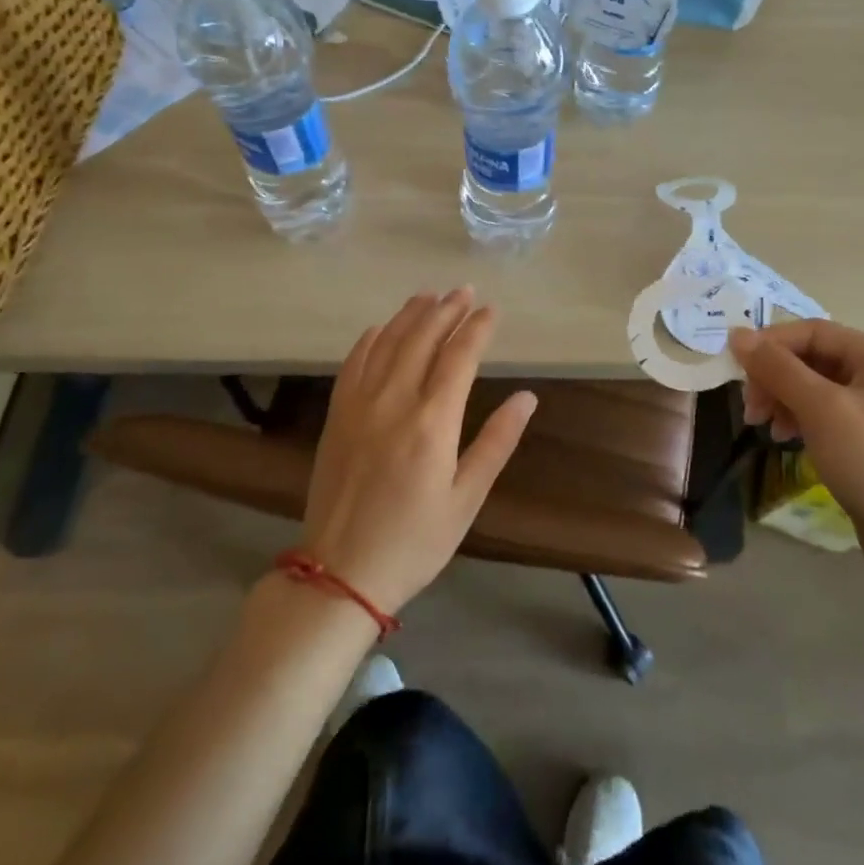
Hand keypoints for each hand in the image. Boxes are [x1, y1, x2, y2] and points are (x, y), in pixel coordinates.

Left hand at [302, 288, 536, 614]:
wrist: (340, 572)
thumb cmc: (415, 542)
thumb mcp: (467, 499)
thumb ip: (496, 443)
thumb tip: (527, 398)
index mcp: (432, 423)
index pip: (459, 357)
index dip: (477, 329)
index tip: (492, 310)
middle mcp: (394, 402)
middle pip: (422, 339)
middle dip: (446, 310)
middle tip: (464, 291)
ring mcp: (359, 406)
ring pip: (387, 343)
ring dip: (410, 315)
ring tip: (430, 295)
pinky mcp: (336, 416)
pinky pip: (353, 363)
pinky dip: (370, 339)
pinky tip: (381, 328)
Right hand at [729, 321, 863, 568]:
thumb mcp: (821, 410)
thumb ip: (777, 368)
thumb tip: (736, 333)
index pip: (814, 331)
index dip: (771, 343)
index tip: (736, 367)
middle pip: (812, 357)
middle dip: (775, 377)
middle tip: (750, 408)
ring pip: (813, 384)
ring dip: (782, 398)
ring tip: (762, 425)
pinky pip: (823, 409)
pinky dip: (798, 416)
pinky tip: (785, 436)